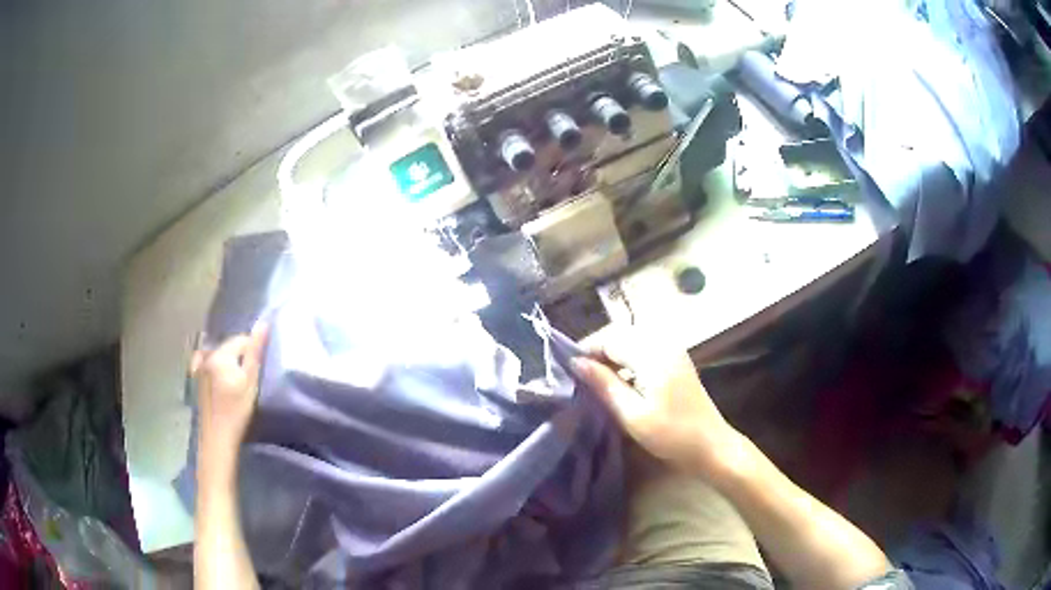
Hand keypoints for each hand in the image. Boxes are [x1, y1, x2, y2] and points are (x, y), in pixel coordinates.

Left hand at [191, 324, 269, 450]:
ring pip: (219, 356)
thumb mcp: (250, 380)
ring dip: (229, 364)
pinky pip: (209, 365)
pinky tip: (222, 383)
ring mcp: (199, 367)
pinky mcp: (196, 379)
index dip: (253, 352)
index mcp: (220, 354)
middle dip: (240, 356)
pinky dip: (217, 369)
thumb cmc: (237, 410)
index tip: (258, 370)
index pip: (241, 340)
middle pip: (229, 347)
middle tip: (249, 378)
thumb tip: (263, 324)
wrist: (217, 437)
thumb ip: (255, 351)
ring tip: (237, 382)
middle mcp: (206, 356)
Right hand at [571, 340, 739, 477]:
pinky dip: (627, 360)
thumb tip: (576, 362)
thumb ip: (604, 384)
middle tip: (580, 378)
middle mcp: (663, 342)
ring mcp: (672, 349)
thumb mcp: (631, 414)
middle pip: (620, 335)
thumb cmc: (671, 434)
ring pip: (631, 341)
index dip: (586, 351)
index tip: (567, 372)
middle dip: (598, 352)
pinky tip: (621, 382)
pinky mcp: (676, 360)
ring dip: (612, 356)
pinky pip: (644, 349)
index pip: (609, 338)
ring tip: (596, 382)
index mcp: (652, 353)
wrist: (710, 445)